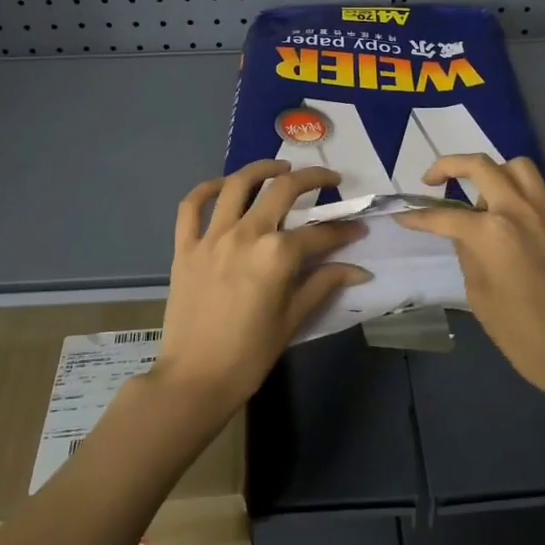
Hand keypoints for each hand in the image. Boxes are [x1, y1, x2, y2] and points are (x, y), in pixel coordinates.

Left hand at [153, 160, 369, 415]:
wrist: (195, 378)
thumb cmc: (250, 354)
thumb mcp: (294, 318)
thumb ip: (324, 283)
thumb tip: (359, 270)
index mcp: (277, 254)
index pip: (320, 233)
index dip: (343, 230)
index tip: (357, 229)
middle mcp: (246, 233)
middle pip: (283, 189)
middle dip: (313, 178)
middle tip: (330, 179)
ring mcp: (212, 236)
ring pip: (237, 184)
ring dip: (263, 168)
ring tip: (280, 166)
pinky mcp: (185, 246)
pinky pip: (191, 206)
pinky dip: (206, 188)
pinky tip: (223, 185)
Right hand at [395, 155, 544, 410]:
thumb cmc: (522, 334)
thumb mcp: (479, 295)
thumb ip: (467, 254)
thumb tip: (462, 233)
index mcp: (492, 233)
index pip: (445, 216)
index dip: (419, 217)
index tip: (404, 217)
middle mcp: (520, 209)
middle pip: (480, 166)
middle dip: (448, 166)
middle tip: (433, 180)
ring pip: (517, 166)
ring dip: (494, 173)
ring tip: (484, 196)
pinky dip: (527, 191)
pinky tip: (520, 214)